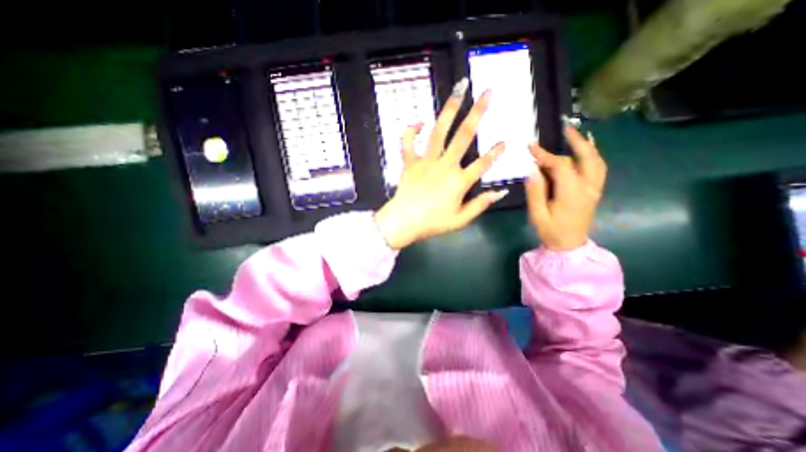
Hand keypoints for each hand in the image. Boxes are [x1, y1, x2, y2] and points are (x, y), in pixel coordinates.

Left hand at [375, 80, 504, 250]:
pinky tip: (419, 121)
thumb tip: (499, 193)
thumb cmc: (432, 223)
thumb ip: (480, 205)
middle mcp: (445, 166)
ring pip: (439, 131)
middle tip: (487, 92)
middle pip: (464, 136)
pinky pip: (408, 142)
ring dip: (449, 109)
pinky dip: (411, 130)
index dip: (495, 153)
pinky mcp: (410, 162)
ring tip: (459, 90)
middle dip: (477, 113)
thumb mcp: (460, 220)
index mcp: (459, 182)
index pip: (482, 164)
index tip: (505, 141)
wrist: (404, 222)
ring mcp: (426, 161)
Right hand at [526, 125, 607, 250]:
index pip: (561, 167)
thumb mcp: (537, 214)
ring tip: (577, 134)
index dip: (546, 155)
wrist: (569, 245)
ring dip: (586, 146)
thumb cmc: (551, 231)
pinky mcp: (594, 191)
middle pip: (585, 158)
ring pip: (596, 161)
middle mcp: (588, 187)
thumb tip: (531, 170)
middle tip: (565, 127)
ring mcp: (594, 189)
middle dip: (574, 142)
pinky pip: (598, 168)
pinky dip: (593, 155)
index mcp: (572, 194)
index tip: (531, 147)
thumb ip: (535, 192)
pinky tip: (588, 148)